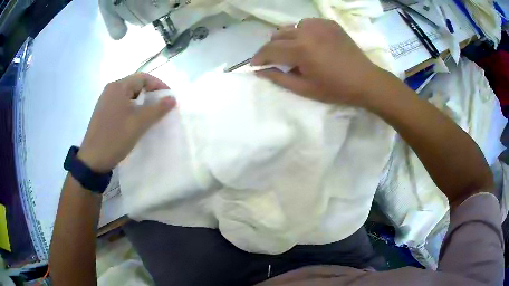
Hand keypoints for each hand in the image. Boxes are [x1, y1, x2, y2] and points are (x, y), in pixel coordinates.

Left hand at [77, 73, 175, 172]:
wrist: (93, 160)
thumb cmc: (115, 137)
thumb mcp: (139, 123)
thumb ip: (157, 109)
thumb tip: (172, 98)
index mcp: (118, 86)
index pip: (143, 78)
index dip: (159, 85)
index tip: (170, 98)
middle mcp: (111, 89)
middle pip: (135, 85)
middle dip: (151, 94)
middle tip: (162, 106)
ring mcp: (106, 100)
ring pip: (129, 95)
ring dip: (142, 102)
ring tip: (151, 114)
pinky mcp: (104, 112)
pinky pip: (122, 104)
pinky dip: (132, 108)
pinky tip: (136, 120)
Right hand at [252, 18, 383, 105]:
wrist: (365, 80)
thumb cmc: (336, 89)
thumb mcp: (305, 89)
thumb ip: (279, 78)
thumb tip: (259, 72)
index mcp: (300, 49)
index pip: (269, 49)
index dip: (258, 58)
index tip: (255, 65)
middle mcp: (306, 31)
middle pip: (277, 35)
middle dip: (272, 49)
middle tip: (278, 61)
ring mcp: (319, 24)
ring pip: (290, 27)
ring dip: (287, 39)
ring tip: (296, 51)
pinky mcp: (329, 23)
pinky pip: (307, 23)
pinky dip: (303, 32)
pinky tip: (311, 42)